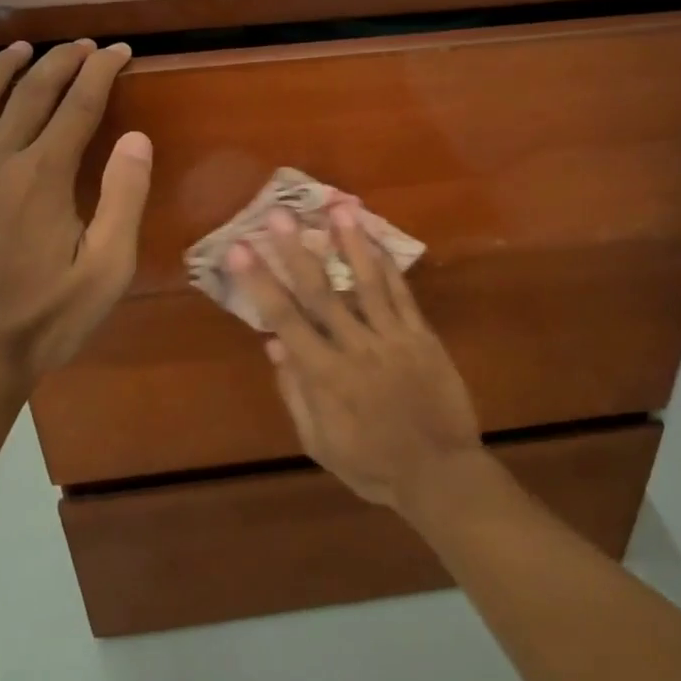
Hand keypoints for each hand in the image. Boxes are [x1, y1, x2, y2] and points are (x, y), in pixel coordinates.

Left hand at [0, 39, 151, 386]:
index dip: (101, 72)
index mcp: (44, 176)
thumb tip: (136, 136)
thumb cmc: (46, 318)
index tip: (119, 51)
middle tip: (84, 46)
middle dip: (61, 61)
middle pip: (32, 92)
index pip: (79, 104)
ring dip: (3, 67)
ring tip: (22, 48)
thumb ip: (123, 198)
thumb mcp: (107, 269)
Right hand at [228, 204, 481, 509]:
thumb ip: (296, 393)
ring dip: (349, 243)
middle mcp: (356, 348)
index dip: (260, 283)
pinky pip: (402, 294)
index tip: (239, 249)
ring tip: (336, 208)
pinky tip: (375, 239)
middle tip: (278, 214)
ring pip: (366, 282)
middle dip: (295, 251)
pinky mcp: (421, 335)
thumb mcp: (321, 444)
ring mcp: (392, 338)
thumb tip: (274, 344)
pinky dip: (387, 265)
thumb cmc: (373, 465)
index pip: (284, 319)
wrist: (440, 473)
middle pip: (321, 292)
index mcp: (326, 376)